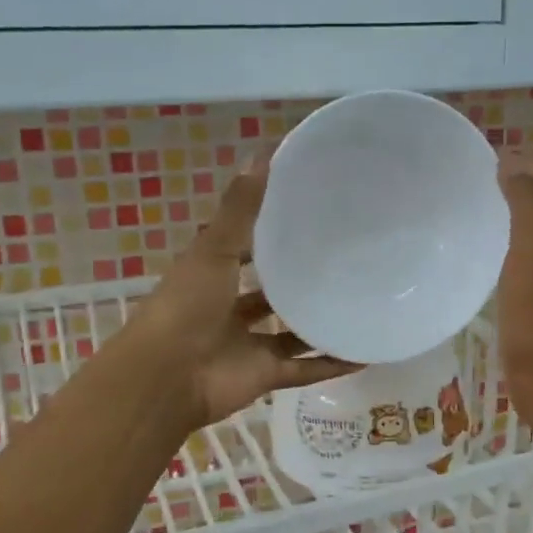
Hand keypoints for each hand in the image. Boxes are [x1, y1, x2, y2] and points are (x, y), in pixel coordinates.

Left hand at [131, 155, 359, 430]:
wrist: (167, 379)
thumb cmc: (185, 307)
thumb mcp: (212, 251)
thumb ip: (239, 210)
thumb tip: (262, 153)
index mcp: (211, 276)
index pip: (243, 250)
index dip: (268, 234)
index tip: (306, 214)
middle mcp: (229, 309)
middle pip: (269, 293)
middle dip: (297, 281)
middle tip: (344, 259)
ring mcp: (248, 346)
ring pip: (290, 334)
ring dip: (318, 323)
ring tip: (360, 302)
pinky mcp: (265, 376)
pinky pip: (305, 370)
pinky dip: (331, 365)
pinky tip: (365, 353)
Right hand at [496, 158, 532, 421]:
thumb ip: (528, 200)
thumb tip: (513, 161)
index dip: (519, 164)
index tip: (477, 166)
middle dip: (514, 186)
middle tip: (469, 187)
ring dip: (510, 216)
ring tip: (472, 215)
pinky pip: (527, 257)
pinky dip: (509, 246)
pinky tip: (484, 257)